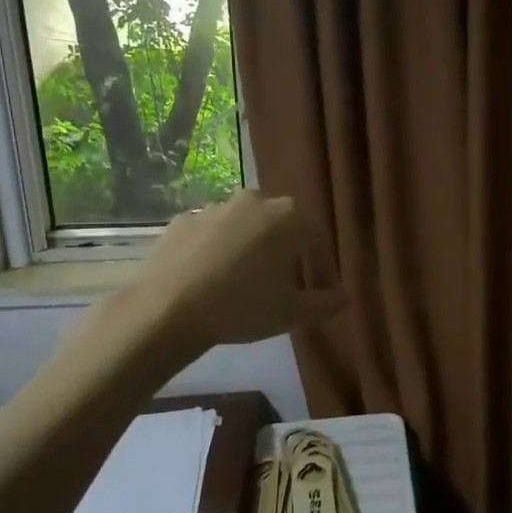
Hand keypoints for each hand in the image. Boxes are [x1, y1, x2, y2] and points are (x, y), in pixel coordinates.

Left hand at [130, 191, 344, 349]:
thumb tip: (344, 296)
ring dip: (251, 251)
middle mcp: (254, 200)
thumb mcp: (294, 312)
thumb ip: (326, 302)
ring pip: (245, 229)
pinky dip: (218, 253)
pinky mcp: (182, 221)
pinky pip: (211, 236)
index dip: (323, 270)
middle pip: (281, 228)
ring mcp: (214, 207)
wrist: (167, 309)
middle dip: (287, 256)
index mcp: (287, 216)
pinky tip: (211, 281)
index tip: (320, 295)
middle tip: (284, 288)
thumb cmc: (242, 306)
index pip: (317, 241)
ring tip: (244, 286)